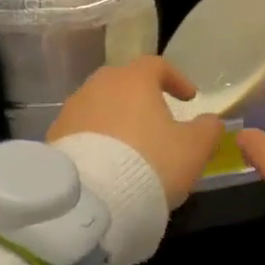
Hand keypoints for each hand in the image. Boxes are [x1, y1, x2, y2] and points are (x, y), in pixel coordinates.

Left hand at [48, 57, 223, 209]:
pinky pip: (82, 130)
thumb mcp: (194, 149)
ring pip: (100, 106)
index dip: (176, 79)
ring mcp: (72, 110)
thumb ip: (208, 129)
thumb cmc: (151, 163)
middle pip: (124, 83)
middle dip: (141, 97)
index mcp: (133, 80)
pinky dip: (97, 139)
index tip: (189, 98)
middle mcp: (98, 85)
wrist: (92, 199)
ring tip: (130, 146)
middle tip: (156, 119)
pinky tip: (106, 162)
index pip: (157, 65)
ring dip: (116, 119)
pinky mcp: (54, 136)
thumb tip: (210, 121)